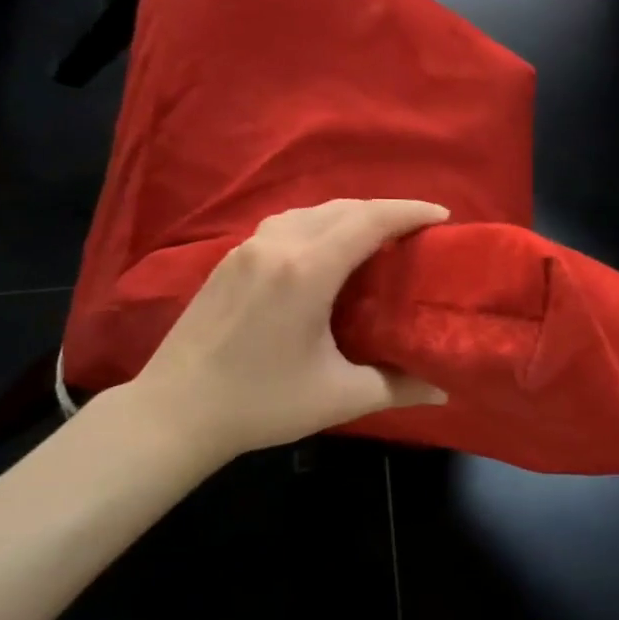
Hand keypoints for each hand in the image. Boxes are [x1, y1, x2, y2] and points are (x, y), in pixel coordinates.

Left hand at [119, 199, 449, 462]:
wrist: (174, 411)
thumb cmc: (261, 403)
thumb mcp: (338, 398)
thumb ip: (396, 387)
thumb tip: (443, 389)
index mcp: (307, 270)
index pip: (369, 221)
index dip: (410, 211)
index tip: (443, 216)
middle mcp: (277, 246)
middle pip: (343, 208)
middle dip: (386, 210)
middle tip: (418, 230)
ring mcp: (248, 248)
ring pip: (311, 211)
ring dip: (350, 215)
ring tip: (377, 236)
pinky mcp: (229, 260)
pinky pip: (286, 224)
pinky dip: (318, 224)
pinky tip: (325, 249)